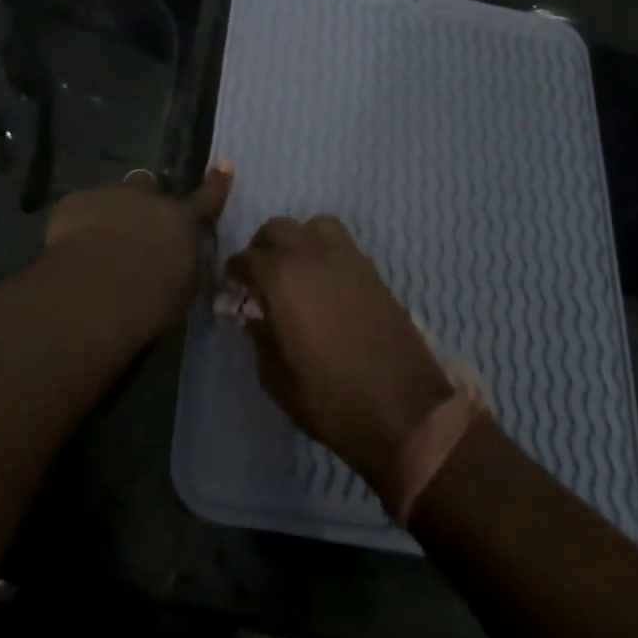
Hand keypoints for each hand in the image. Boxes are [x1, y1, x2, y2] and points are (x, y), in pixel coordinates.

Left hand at [46, 163, 232, 328]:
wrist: (99, 288)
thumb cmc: (153, 297)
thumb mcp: (183, 288)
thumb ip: (183, 266)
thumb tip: (179, 261)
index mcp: (181, 220)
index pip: (206, 199)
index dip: (216, 183)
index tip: (224, 165)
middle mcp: (147, 199)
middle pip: (147, 185)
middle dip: (142, 199)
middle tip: (134, 224)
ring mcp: (109, 195)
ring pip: (110, 197)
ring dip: (108, 214)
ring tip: (96, 245)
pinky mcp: (74, 202)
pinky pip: (78, 209)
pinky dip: (76, 225)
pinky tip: (71, 250)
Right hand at [225, 216, 453, 488]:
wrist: (404, 411)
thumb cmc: (332, 400)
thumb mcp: (277, 379)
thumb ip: (260, 339)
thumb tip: (255, 317)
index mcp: (281, 279)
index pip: (246, 259)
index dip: (234, 273)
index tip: (233, 290)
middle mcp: (311, 256)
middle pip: (277, 229)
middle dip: (262, 248)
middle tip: (260, 277)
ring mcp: (346, 258)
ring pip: (313, 226)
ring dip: (298, 240)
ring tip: (295, 270)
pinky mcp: (372, 270)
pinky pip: (341, 243)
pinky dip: (325, 250)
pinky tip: (324, 282)